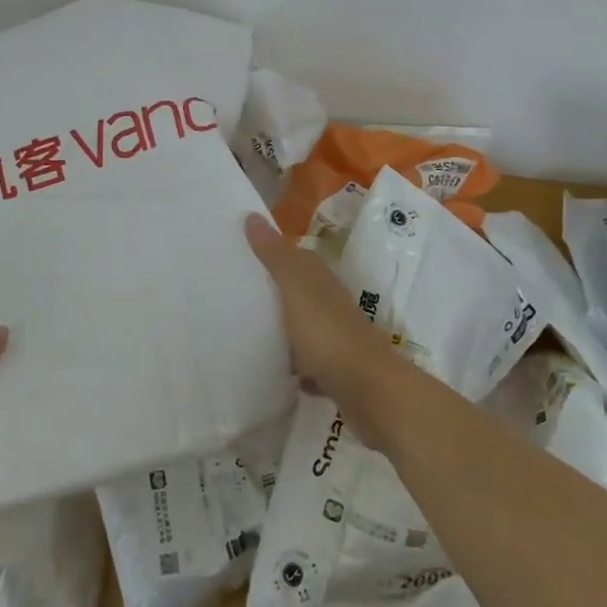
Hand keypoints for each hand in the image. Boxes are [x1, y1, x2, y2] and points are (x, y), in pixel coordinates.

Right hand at [245, 214, 401, 438]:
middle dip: (275, 292)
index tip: (242, 255)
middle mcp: (332, 305)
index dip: (273, 254)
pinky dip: (297, 366)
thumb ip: (276, 256)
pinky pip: (310, 365)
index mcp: (322, 282)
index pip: (298, 258)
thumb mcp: (296, 289)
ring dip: (285, 329)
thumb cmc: (329, 334)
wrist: (369, 391)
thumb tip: (252, 216)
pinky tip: (277, 371)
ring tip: (250, 331)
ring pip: (305, 327)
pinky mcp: (337, 372)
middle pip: (300, 293)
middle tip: (237, 293)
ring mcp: (337, 340)